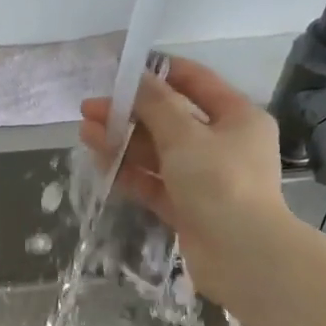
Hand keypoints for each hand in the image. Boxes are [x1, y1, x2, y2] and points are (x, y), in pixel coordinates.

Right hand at [80, 56, 286, 307]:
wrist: (240, 255)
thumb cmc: (220, 182)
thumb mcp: (185, 136)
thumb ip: (156, 105)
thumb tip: (137, 78)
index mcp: (237, 117)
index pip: (196, 83)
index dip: (160, 74)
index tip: (122, 71)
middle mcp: (223, 145)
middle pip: (171, 120)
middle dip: (130, 113)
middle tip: (90, 109)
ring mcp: (205, 179)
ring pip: (159, 153)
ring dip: (124, 142)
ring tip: (85, 132)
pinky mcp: (188, 208)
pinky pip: (155, 183)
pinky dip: (131, 172)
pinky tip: (101, 161)